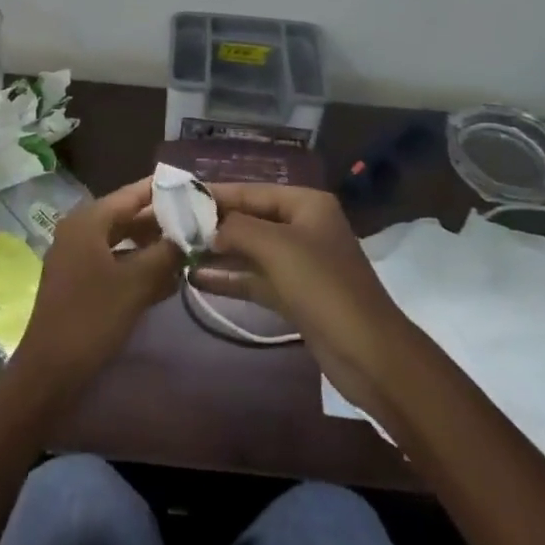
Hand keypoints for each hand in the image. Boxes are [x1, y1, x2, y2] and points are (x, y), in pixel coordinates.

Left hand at [15, 178, 184, 394]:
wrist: (49, 374)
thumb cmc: (92, 319)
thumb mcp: (136, 283)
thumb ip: (166, 253)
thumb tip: (192, 232)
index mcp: (88, 220)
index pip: (133, 193)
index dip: (165, 191)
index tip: (196, 189)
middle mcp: (81, 230)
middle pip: (128, 216)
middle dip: (163, 221)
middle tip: (199, 222)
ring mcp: (78, 257)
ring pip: (124, 241)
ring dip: (153, 246)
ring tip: (189, 250)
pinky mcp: (80, 282)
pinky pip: (115, 263)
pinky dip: (139, 266)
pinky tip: (168, 280)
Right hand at [192, 183, 415, 420]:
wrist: (369, 354)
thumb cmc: (323, 286)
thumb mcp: (277, 247)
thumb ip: (237, 228)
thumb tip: (208, 226)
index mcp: (306, 204)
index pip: (253, 191)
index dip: (217, 194)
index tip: (181, 197)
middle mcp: (304, 227)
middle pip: (251, 219)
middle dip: (216, 224)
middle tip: (174, 226)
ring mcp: (301, 263)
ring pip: (252, 250)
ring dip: (219, 252)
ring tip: (180, 251)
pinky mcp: (296, 296)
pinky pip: (257, 279)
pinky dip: (232, 278)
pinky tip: (199, 279)